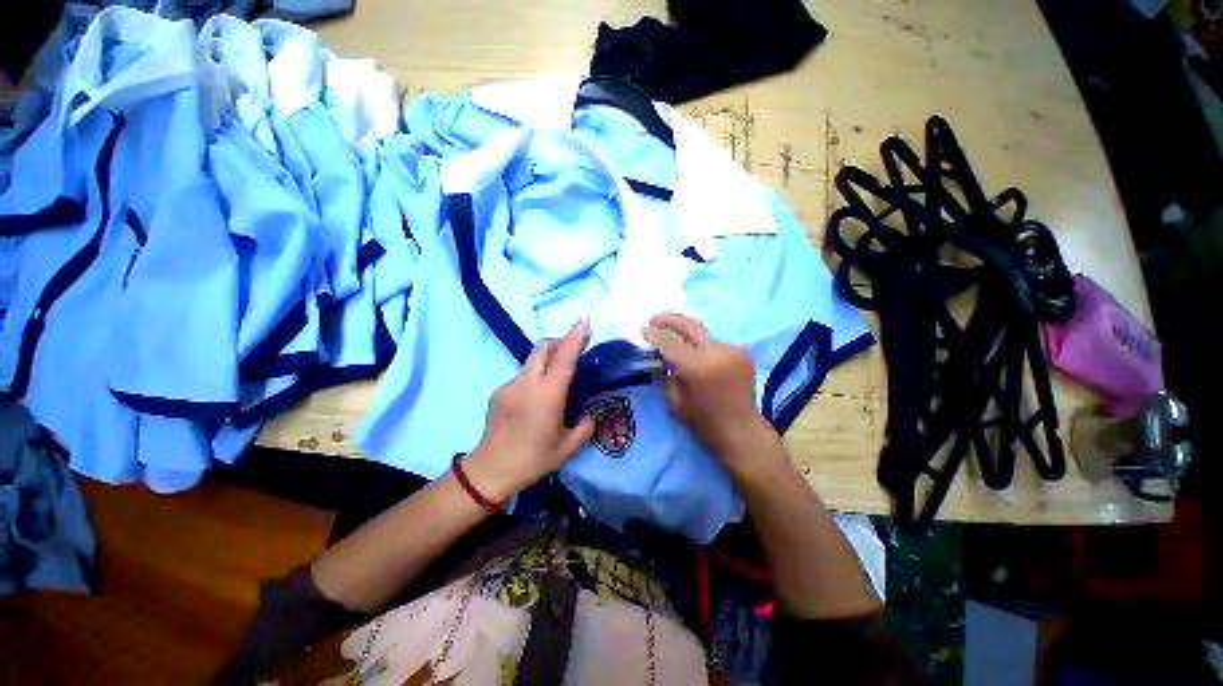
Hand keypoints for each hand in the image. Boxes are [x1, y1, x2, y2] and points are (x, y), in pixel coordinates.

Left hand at [462, 321, 595, 502]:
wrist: (490, 470)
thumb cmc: (533, 459)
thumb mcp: (567, 448)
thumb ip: (585, 427)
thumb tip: (590, 413)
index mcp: (548, 395)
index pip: (564, 359)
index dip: (574, 338)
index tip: (583, 322)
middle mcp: (527, 383)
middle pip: (542, 347)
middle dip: (558, 342)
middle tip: (570, 352)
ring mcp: (509, 385)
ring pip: (531, 360)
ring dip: (545, 360)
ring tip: (552, 382)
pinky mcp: (498, 391)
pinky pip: (520, 375)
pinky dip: (532, 377)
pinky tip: (533, 400)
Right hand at [644, 313, 780, 478]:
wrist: (742, 431)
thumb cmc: (704, 422)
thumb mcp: (676, 401)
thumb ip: (665, 375)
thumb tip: (656, 357)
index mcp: (697, 367)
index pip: (670, 344)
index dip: (654, 335)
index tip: (644, 329)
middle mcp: (716, 352)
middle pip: (690, 326)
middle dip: (669, 319)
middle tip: (655, 319)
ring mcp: (732, 350)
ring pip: (703, 335)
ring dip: (687, 336)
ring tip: (675, 341)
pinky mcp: (742, 353)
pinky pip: (715, 345)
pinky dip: (702, 348)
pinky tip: (696, 355)